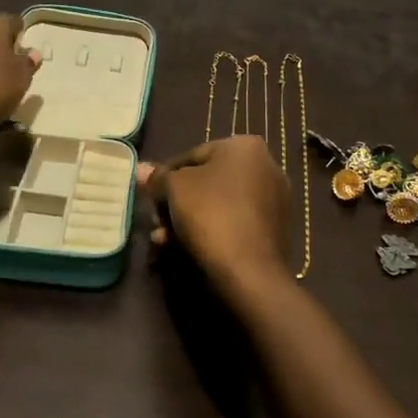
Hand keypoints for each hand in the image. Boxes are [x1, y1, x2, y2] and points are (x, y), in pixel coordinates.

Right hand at [139, 136, 295, 307]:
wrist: (249, 270)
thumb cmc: (211, 213)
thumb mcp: (174, 188)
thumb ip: (158, 177)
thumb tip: (141, 169)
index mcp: (245, 146)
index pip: (193, 155)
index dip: (166, 176)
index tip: (150, 196)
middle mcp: (266, 167)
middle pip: (207, 181)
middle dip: (177, 202)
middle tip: (156, 222)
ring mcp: (274, 200)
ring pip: (218, 205)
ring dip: (188, 220)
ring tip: (163, 240)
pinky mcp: (275, 230)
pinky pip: (234, 223)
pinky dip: (211, 232)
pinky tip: (185, 248)